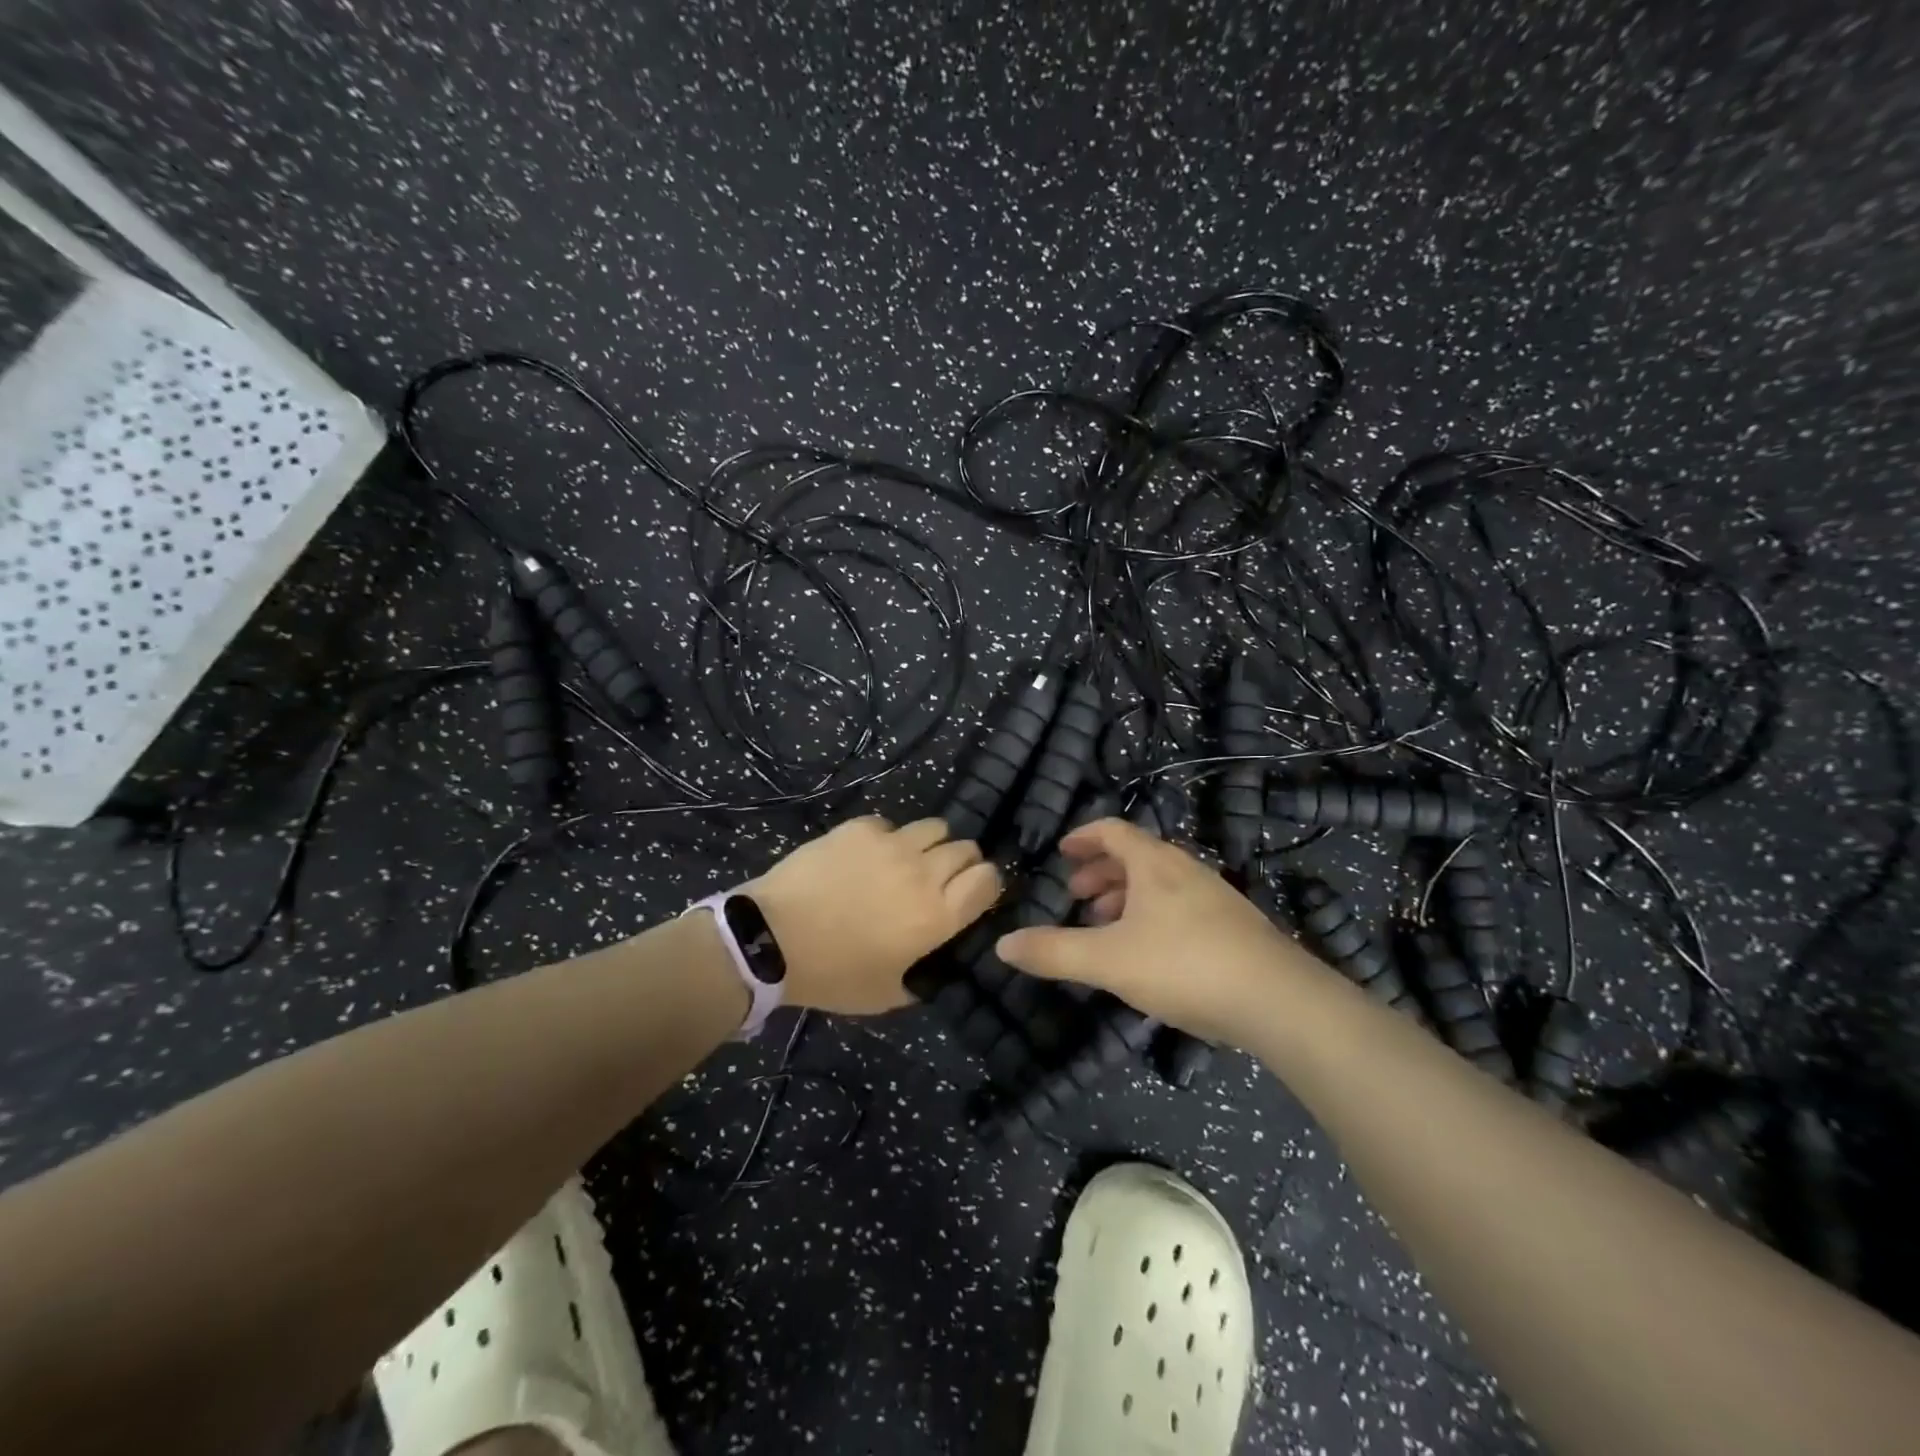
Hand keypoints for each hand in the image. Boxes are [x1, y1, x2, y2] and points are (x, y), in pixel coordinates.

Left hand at [746, 815, 1001, 1014]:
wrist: (771, 939)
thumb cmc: (832, 974)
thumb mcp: (886, 995)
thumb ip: (923, 978)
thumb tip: (937, 964)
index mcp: (937, 915)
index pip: (989, 879)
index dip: (986, 885)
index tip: (972, 895)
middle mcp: (923, 872)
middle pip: (966, 849)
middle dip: (960, 864)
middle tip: (937, 882)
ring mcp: (891, 844)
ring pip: (934, 827)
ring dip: (929, 845)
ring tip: (907, 861)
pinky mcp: (860, 828)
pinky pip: (890, 824)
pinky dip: (887, 838)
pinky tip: (866, 857)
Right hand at [995, 817, 1319, 1045]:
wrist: (1277, 1000)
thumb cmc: (1184, 966)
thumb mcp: (1107, 961)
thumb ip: (1053, 952)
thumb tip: (1003, 945)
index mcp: (1154, 864)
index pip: (1111, 831)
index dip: (1082, 837)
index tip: (1061, 852)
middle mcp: (1185, 870)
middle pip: (1135, 855)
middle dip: (1100, 871)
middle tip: (1076, 896)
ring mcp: (1214, 897)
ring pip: (1159, 884)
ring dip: (1126, 896)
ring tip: (1105, 926)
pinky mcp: (1234, 926)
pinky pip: (1180, 906)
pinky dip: (1152, 916)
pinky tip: (1149, 953)